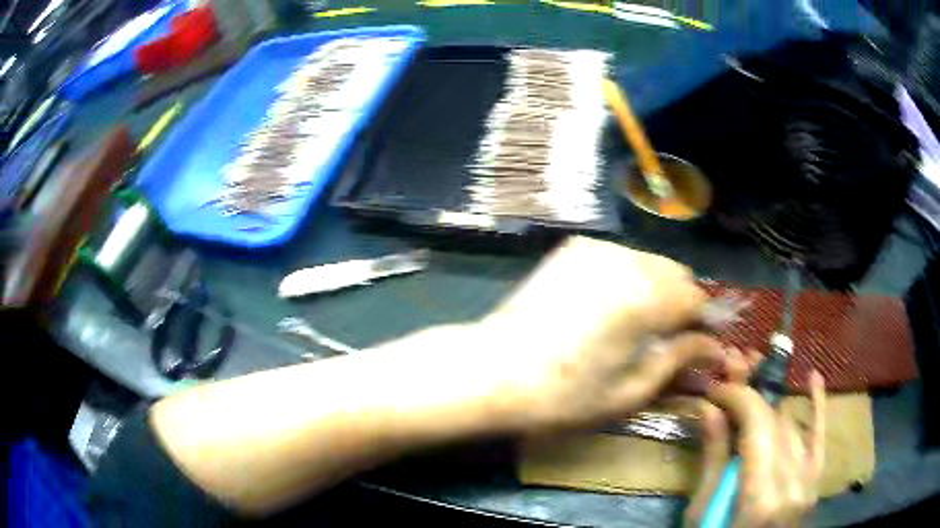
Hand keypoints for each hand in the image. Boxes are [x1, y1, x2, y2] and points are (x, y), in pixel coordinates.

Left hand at [479, 236, 725, 431]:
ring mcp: (598, 249)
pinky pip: (619, 257)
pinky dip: (627, 276)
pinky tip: (607, 304)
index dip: (703, 322)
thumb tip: (713, 347)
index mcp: (647, 298)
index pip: (697, 299)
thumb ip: (678, 359)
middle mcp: (628, 260)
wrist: (493, 370)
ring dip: (656, 287)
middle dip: (681, 303)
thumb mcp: (629, 390)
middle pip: (677, 273)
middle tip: (666, 336)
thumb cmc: (564, 395)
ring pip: (649, 261)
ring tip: (637, 322)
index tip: (698, 343)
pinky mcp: (574, 248)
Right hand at [685, 371, 825, 527]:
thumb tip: (710, 409)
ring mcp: (809, 481)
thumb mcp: (703, 513)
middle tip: (729, 377)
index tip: (716, 387)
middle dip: (751, 394)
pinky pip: (819, 438)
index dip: (738, 395)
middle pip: (776, 421)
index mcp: (761, 496)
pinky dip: (817, 406)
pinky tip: (813, 377)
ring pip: (791, 425)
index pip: (759, 424)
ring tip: (751, 385)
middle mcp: (793, 482)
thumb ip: (714, 462)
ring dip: (769, 404)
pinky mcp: (814, 482)